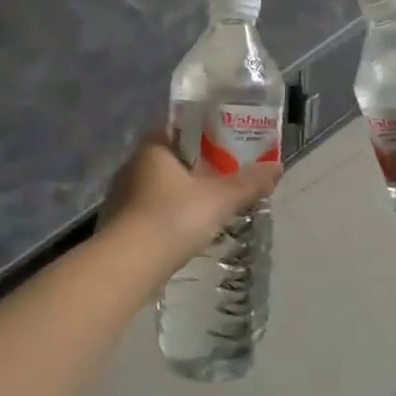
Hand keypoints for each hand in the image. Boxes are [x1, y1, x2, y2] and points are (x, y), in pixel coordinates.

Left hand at [100, 131, 281, 263]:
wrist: (127, 267)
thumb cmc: (172, 219)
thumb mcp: (219, 199)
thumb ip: (248, 183)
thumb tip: (278, 167)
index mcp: (153, 148)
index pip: (177, 128)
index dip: (200, 133)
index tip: (223, 144)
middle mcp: (132, 166)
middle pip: (168, 158)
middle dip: (193, 167)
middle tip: (221, 177)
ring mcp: (120, 197)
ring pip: (156, 187)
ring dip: (178, 194)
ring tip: (206, 207)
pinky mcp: (117, 226)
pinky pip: (147, 212)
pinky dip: (165, 217)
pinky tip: (182, 232)